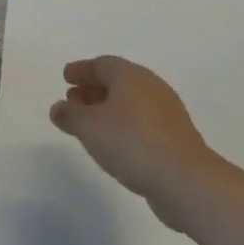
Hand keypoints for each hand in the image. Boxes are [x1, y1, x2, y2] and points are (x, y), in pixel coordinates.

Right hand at [51, 56, 218, 229]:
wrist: (184, 180)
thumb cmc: (131, 142)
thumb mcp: (89, 127)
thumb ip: (70, 115)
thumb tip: (59, 108)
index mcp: (131, 76)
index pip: (103, 64)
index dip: (82, 70)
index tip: (65, 77)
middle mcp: (151, 88)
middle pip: (118, 81)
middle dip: (93, 89)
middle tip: (73, 101)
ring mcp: (167, 113)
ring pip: (130, 103)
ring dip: (107, 109)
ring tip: (88, 125)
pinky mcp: (175, 138)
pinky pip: (141, 122)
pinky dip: (123, 126)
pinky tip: (113, 143)